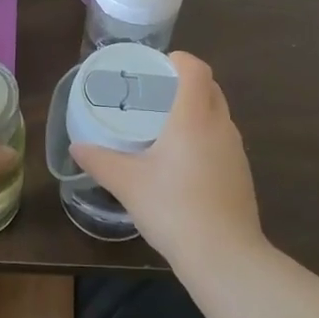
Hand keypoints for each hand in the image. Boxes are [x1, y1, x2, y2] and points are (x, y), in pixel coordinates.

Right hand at [70, 52, 262, 266]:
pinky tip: (185, 164)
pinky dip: (206, 138)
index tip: (157, 67)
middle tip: (156, 96)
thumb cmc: (173, 208)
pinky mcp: (242, 174)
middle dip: (186, 84)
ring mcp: (236, 150)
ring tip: (167, 128)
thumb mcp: (127, 183)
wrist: (224, 257)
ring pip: (218, 115)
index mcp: (194, 116)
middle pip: (210, 87)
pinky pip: (223, 141)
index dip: (179, 60)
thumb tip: (76, 147)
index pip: (196, 68)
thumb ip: (100, 161)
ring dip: (198, 112)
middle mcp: (220, 125)